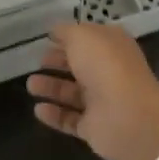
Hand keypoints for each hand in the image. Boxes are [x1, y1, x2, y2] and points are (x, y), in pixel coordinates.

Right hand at [26, 23, 158, 159]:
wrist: (128, 116)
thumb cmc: (105, 66)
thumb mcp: (82, 36)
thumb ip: (66, 32)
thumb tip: (56, 31)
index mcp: (112, 46)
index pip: (89, 38)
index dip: (69, 37)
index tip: (48, 38)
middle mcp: (109, 72)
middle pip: (80, 65)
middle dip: (59, 62)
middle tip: (38, 61)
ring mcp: (103, 101)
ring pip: (73, 92)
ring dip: (52, 87)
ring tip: (30, 85)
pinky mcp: (94, 128)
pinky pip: (70, 119)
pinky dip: (54, 115)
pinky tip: (37, 110)